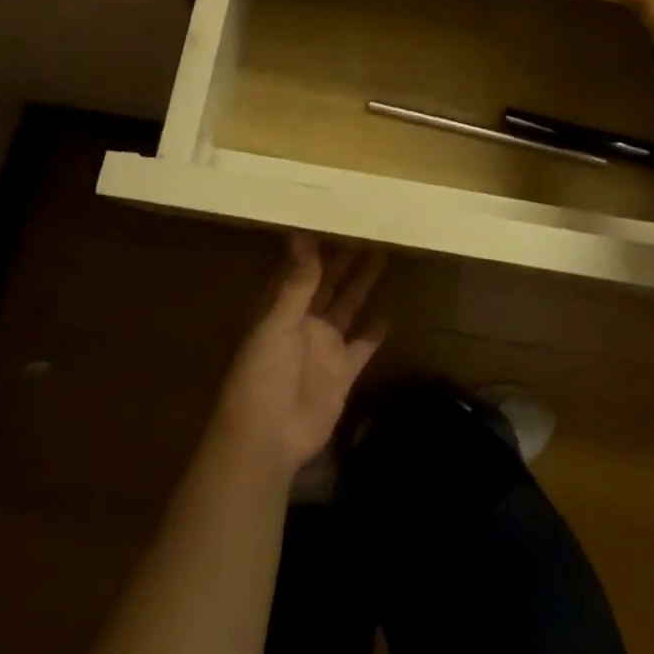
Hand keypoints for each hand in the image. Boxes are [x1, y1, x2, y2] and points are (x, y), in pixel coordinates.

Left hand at [212, 233, 387, 481]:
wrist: (268, 438)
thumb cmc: (263, 374)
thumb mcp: (277, 323)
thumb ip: (296, 283)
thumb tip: (301, 234)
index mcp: (283, 307)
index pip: (301, 268)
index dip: (316, 245)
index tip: (334, 216)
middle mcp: (305, 321)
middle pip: (329, 283)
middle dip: (345, 258)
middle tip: (369, 228)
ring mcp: (325, 346)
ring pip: (348, 307)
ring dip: (363, 284)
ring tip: (384, 255)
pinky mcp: (343, 372)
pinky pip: (362, 346)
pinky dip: (374, 332)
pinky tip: (390, 313)